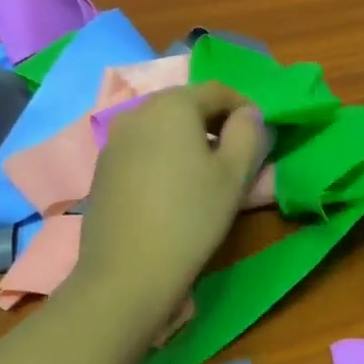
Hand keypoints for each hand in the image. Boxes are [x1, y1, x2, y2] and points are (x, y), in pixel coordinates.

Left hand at [76, 82, 267, 311]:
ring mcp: (114, 141)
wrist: (127, 273)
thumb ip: (248, 133)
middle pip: (186, 104)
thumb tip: (248, 114)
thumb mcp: (235, 174)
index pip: (217, 90)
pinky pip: (143, 148)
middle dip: (215, 121)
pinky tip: (174, 188)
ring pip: (162, 126)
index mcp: (172, 105)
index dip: (244, 107)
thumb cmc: (191, 217)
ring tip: (207, 172)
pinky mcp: (103, 169)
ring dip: (189, 138)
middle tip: (237, 152)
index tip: (260, 133)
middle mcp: (137, 112)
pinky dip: (164, 155)